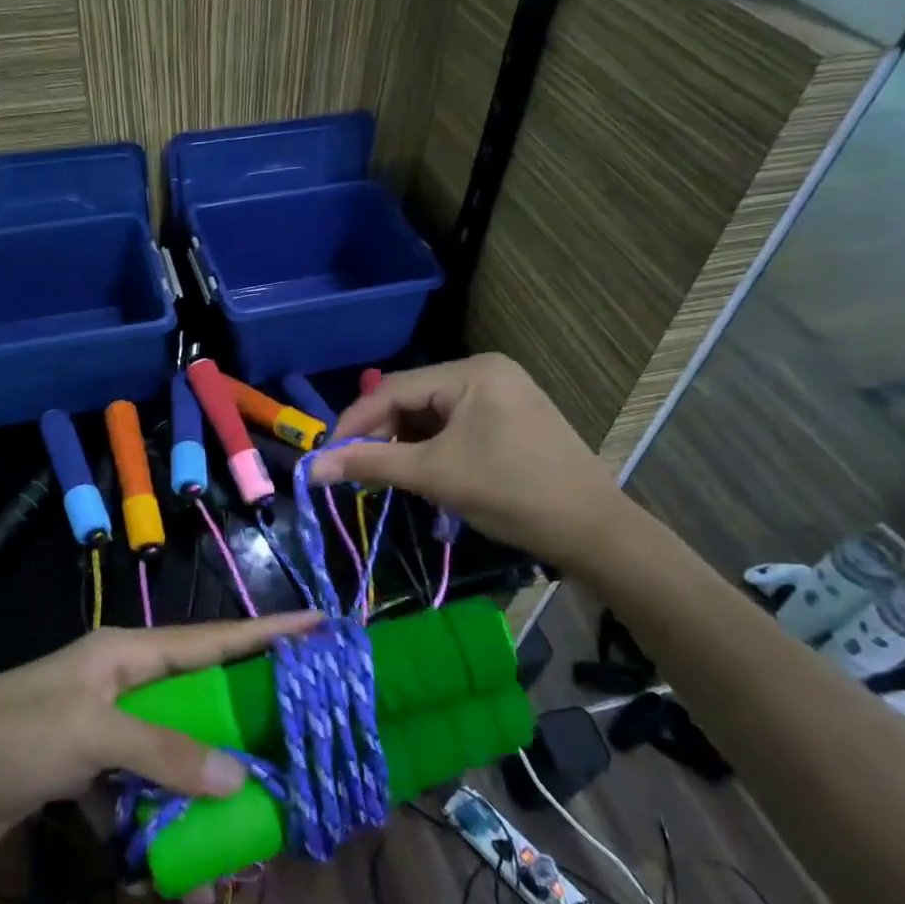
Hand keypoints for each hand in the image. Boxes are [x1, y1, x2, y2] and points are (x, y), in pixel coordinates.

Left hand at [0, 612, 320, 856]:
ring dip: (199, 778)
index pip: (209, 638)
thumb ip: (166, 751)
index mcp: (124, 652)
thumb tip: (238, 776)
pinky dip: (157, 812)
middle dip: (240, 715)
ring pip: (172, 745)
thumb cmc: (12, 736)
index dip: (265, 633)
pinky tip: (173, 847)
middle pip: (197, 693)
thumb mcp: (91, 734)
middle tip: (294, 729)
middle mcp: (119, 680)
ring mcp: (101, 723)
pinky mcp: (86, 765)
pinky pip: (140, 783)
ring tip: (241, 808)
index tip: (318, 624)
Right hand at [309, 354, 629, 575]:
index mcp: (472, 372)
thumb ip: (371, 464)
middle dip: (381, 434)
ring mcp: (501, 393)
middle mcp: (486, 371)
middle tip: (357, 471)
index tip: (327, 457)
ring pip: (431, 414)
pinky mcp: (509, 417)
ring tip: (387, 476)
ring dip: (404, 443)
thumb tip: (312, 469)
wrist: (592, 531)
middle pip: (412, 398)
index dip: (355, 422)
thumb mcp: (434, 476)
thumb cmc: (511, 494)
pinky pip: (454, 425)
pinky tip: (422, 472)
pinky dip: (431, 448)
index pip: (394, 388)